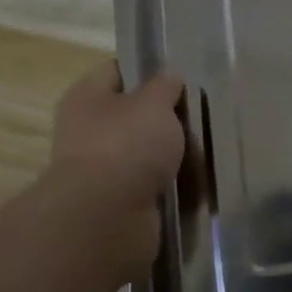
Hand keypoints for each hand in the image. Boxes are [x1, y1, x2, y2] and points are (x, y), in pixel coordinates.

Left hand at [45, 60, 185, 279]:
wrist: (105, 220)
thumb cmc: (125, 145)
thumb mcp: (154, 104)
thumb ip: (165, 86)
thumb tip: (169, 76)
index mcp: (87, 98)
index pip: (117, 71)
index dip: (147, 70)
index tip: (180, 77)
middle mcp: (87, 131)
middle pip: (133, 116)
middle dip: (166, 119)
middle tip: (200, 117)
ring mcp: (102, 171)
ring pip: (145, 154)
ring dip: (172, 156)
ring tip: (205, 153)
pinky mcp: (117, 204)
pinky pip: (151, 188)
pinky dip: (171, 188)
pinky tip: (196, 184)